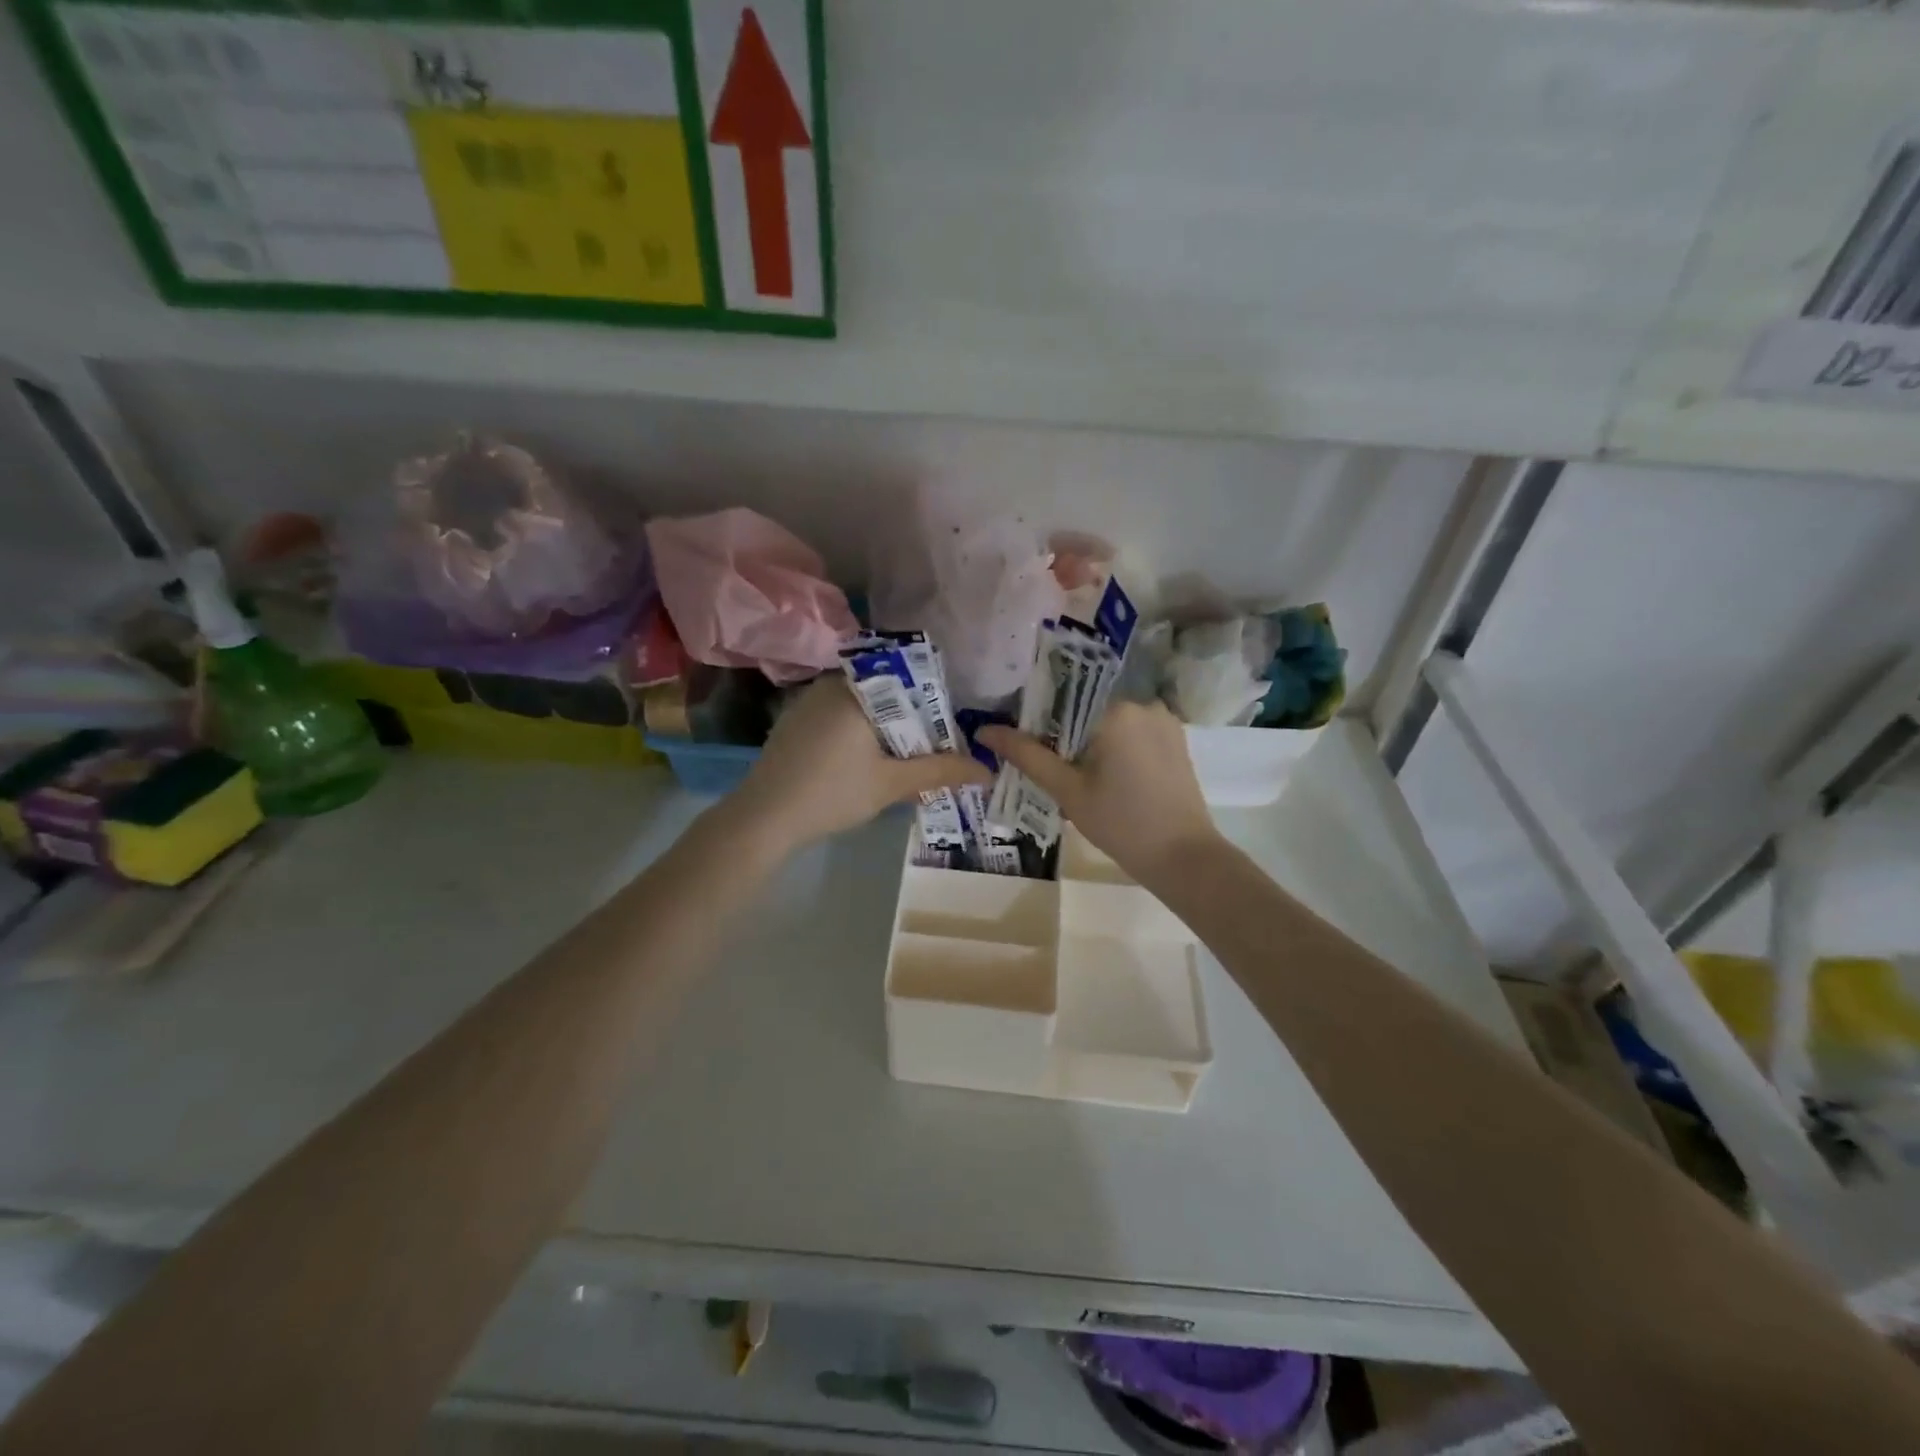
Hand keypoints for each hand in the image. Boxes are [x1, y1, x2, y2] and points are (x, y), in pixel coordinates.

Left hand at [731, 678, 990, 851]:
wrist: (763, 818)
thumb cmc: (832, 793)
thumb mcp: (892, 783)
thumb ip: (941, 771)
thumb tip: (987, 771)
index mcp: (857, 687)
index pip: (910, 678)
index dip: (935, 703)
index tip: (949, 731)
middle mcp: (832, 683)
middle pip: (887, 692)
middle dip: (912, 721)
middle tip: (933, 749)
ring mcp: (809, 701)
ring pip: (864, 706)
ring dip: (887, 730)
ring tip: (906, 759)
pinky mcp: (796, 721)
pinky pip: (841, 716)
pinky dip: (861, 734)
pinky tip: (867, 763)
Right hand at [977, 701, 1217, 883]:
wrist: (1183, 858)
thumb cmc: (1121, 823)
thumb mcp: (1067, 790)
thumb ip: (1027, 755)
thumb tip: (985, 730)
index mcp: (1116, 709)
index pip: (1063, 699)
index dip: (1038, 720)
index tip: (1023, 745)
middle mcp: (1143, 703)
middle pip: (1087, 709)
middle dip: (1064, 735)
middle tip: (1047, 768)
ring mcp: (1164, 721)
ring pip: (1110, 722)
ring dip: (1089, 743)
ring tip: (1074, 777)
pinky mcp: (1175, 741)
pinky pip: (1132, 734)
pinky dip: (1113, 749)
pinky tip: (1104, 779)